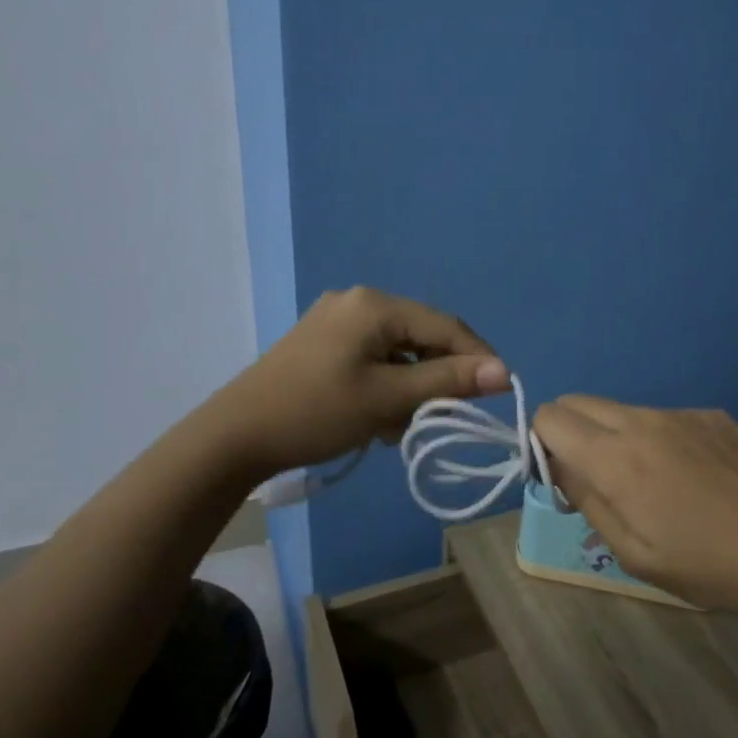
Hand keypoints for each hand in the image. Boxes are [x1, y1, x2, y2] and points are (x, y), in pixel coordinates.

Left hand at [230, 287, 508, 475]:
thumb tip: (504, 372)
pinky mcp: (321, 341)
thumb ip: (447, 382)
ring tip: (401, 425)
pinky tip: (377, 415)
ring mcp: (335, 319)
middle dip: (437, 376)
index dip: (477, 357)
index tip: (500, 391)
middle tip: (442, 416)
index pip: (445, 326)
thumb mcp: (387, 399)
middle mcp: (357, 301)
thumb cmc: (315, 412)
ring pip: (397, 349)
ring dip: (410, 385)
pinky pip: (372, 356)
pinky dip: (385, 383)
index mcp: (374, 305)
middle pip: (421, 335)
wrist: (233, 437)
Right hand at [532, 397, 737, 615]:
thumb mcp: (636, 555)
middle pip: (580, 402)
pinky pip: (665, 417)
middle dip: (570, 433)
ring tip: (652, 485)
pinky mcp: (714, 415)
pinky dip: (657, 439)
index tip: (561, 478)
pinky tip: (694, 478)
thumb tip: (561, 467)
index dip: (541, 443)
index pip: (550, 416)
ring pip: (623, 410)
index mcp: (617, 457)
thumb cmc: (712, 565)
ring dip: (616, 437)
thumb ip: (589, 502)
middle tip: (595, 480)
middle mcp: (644, 420)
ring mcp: (683, 413)